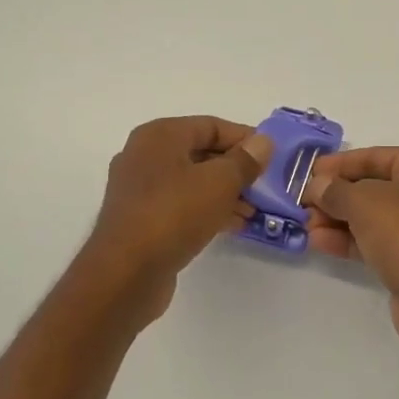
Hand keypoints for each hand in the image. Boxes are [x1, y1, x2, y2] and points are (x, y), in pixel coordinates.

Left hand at [83, 116, 271, 321]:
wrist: (126, 273)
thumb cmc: (174, 214)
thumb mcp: (220, 182)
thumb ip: (245, 160)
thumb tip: (263, 142)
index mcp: (159, 136)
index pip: (211, 125)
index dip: (244, 138)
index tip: (272, 157)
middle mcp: (145, 156)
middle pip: (201, 153)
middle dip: (237, 170)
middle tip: (266, 186)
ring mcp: (141, 190)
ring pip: (193, 182)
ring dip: (226, 193)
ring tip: (255, 211)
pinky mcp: (142, 219)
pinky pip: (183, 205)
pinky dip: (208, 210)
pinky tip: (233, 226)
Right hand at [305, 147, 398, 352]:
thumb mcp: (364, 202)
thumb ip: (335, 190)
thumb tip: (317, 186)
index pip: (378, 156)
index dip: (340, 164)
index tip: (309, 173)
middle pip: (375, 188)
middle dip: (337, 196)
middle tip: (303, 204)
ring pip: (375, 218)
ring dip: (339, 220)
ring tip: (306, 226)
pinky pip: (379, 242)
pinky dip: (351, 241)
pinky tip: (320, 243)